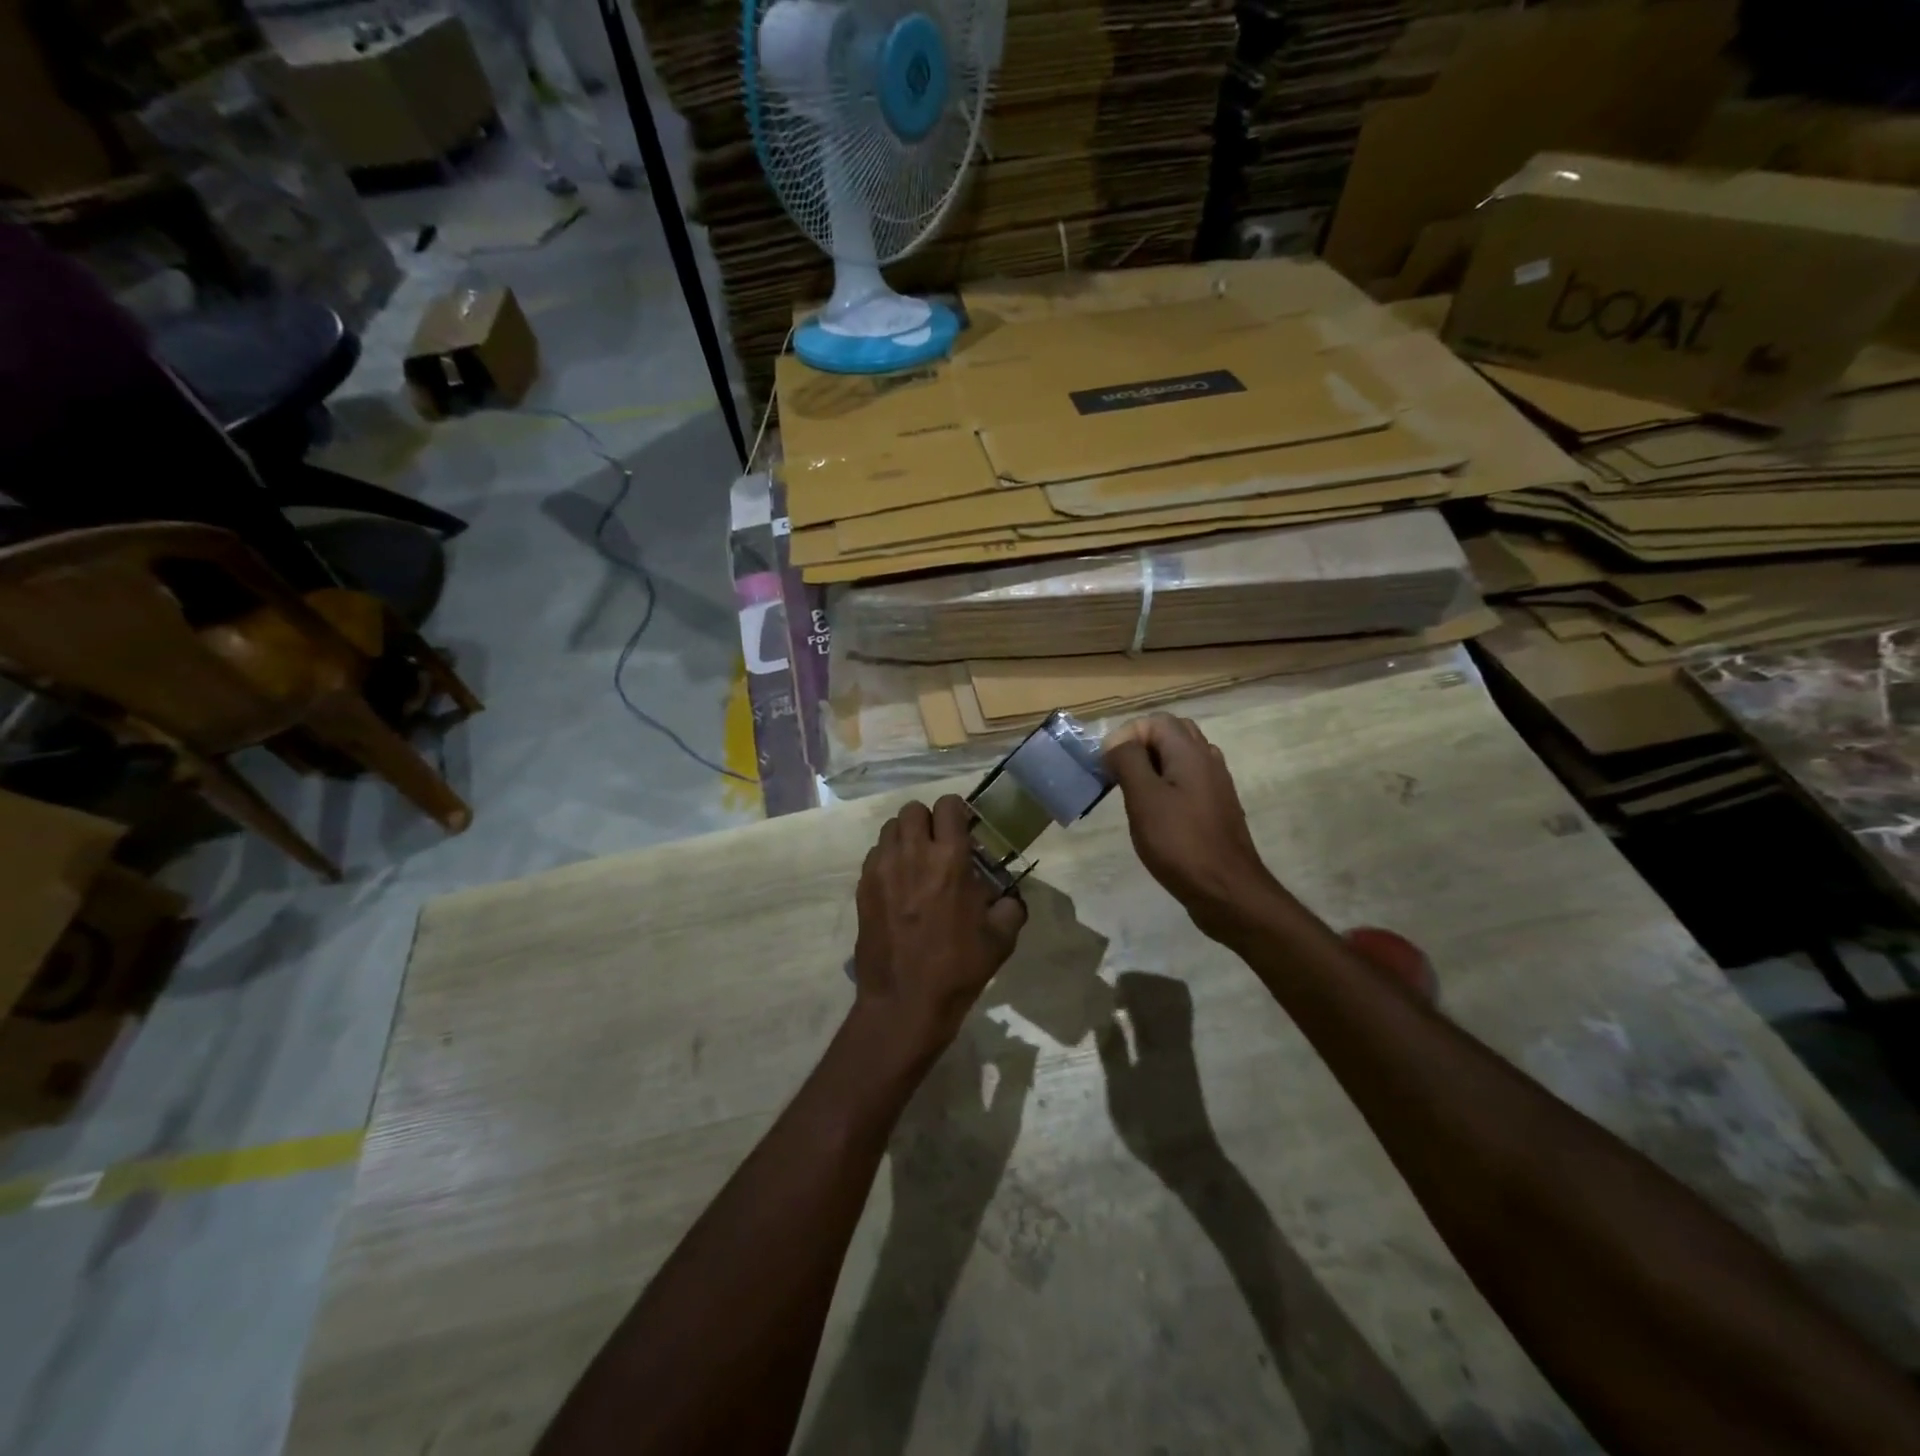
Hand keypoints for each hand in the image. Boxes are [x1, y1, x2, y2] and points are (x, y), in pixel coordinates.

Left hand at [852, 796, 1027, 1056]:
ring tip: (916, 862)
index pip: (948, 806)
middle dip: (928, 820)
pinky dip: (887, 859)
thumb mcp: (1001, 938)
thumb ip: (1010, 907)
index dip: (957, 812)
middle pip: (913, 809)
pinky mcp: (863, 887)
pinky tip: (898, 884)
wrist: (906, 1002)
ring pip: (890, 828)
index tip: (964, 829)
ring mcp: (882, 869)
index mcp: (950, 859)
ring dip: (905, 837)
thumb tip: (1008, 897)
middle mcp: (913, 854)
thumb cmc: (958, 968)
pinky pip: (874, 855)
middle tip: (938, 844)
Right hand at [1096, 971, 1221, 1176]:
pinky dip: (1157, 1009)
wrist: (1186, 1156)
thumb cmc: (1148, 1125)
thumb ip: (1112, 1049)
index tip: (1106, 992)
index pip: (1147, 996)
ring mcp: (1183, 1045)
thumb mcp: (1120, 1090)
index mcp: (1159, 1042)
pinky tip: (1136, 1022)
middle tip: (1114, 995)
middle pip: (1164, 991)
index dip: (1127, 985)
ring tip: (1124, 1004)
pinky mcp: (1185, 1055)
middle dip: (1138, 983)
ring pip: (1173, 1001)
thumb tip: (1101, 1016)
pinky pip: (1176, 1016)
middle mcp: (1175, 1036)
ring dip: (1149, 994)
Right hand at [1103, 714, 1280, 942]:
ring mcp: (1216, 784)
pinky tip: (1156, 812)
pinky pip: (1189, 780)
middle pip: (1172, 733)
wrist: (1227, 891)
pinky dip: (1168, 784)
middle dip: (1140, 746)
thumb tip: (1117, 741)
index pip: (1154, 721)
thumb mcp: (1144, 799)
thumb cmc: (1180, 843)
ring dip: (1154, 765)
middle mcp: (1208, 759)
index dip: (1126, 735)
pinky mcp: (1217, 807)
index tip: (1108, 766)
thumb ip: (1128, 761)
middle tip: (1118, 773)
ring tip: (1133, 791)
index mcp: (1190, 752)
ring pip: (1182, 757)